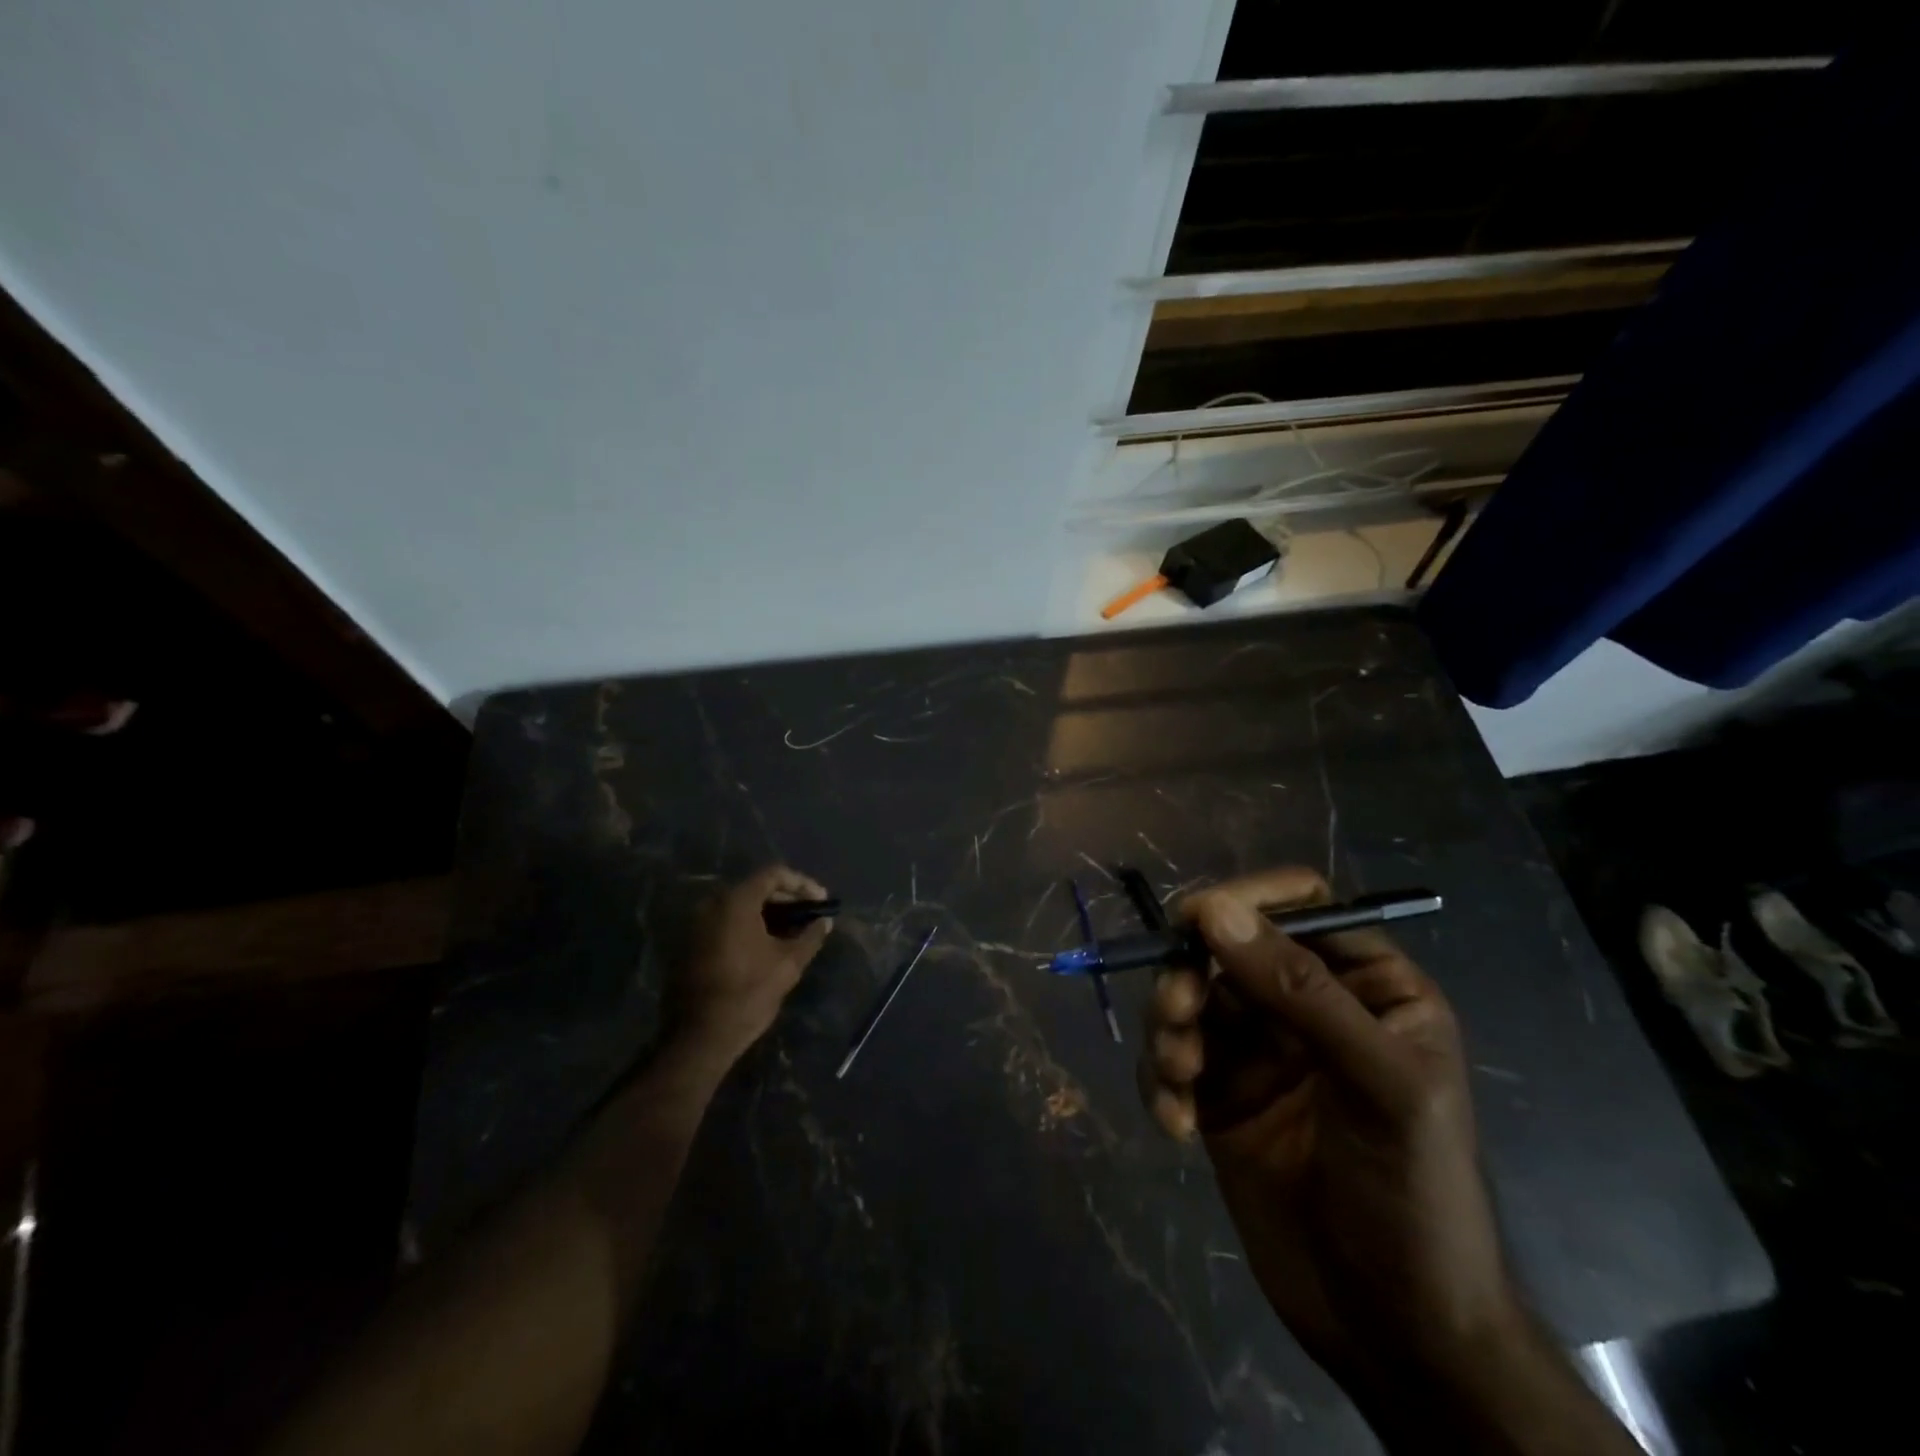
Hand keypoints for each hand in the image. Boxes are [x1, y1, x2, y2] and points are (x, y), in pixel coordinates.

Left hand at [678, 865, 831, 1060]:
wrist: (698, 1037)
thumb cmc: (747, 994)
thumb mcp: (788, 964)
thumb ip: (810, 937)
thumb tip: (824, 923)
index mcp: (736, 902)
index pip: (774, 874)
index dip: (802, 884)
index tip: (821, 901)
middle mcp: (712, 905)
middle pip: (756, 888)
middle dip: (788, 899)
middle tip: (811, 916)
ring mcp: (698, 924)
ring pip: (741, 907)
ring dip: (770, 915)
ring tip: (795, 932)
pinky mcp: (692, 944)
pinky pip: (727, 923)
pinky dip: (750, 927)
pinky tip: (769, 945)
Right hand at [1141, 868, 1520, 1403]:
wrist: (1395, 1331)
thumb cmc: (1414, 1195)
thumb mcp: (1379, 1084)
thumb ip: (1300, 989)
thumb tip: (1213, 910)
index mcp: (1367, 985)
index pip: (1300, 904)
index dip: (1245, 900)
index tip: (1191, 922)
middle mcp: (1308, 1005)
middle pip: (1226, 948)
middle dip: (1189, 975)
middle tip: (1176, 1016)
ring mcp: (1259, 1049)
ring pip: (1189, 997)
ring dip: (1168, 1027)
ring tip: (1177, 1079)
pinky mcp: (1220, 1093)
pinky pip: (1171, 1057)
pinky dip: (1160, 1079)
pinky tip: (1176, 1124)